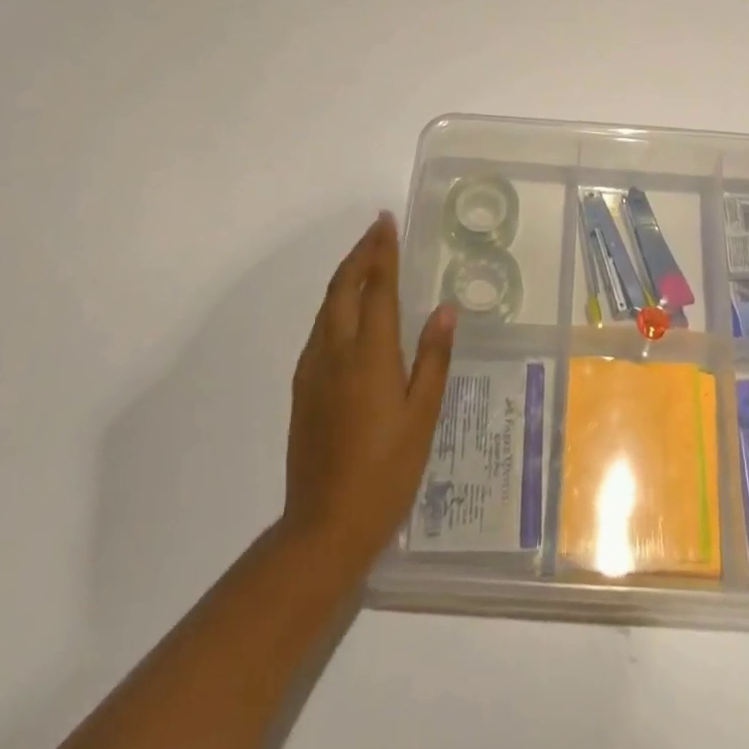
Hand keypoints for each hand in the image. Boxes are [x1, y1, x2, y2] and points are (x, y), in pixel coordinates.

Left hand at [283, 213, 455, 575]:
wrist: (324, 527)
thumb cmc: (386, 471)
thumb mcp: (422, 416)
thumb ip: (433, 357)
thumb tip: (445, 308)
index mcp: (369, 355)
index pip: (377, 289)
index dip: (382, 252)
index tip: (385, 222)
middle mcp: (335, 352)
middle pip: (343, 288)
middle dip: (360, 255)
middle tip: (377, 231)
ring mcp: (313, 371)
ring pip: (326, 307)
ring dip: (346, 276)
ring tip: (365, 260)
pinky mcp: (302, 389)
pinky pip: (318, 329)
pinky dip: (334, 304)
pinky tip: (346, 311)